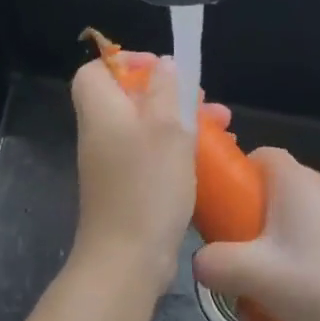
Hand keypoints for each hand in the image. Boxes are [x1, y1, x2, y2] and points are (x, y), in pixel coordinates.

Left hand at [69, 54, 194, 287]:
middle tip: (203, 100)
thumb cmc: (148, 186)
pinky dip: (178, 151)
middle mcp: (101, 134)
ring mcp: (113, 165)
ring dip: (182, 122)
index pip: (96, 71)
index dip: (127, 62)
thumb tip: (163, 65)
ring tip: (223, 125)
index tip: (164, 70)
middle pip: (128, 98)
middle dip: (170, 93)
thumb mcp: (165, 128)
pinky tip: (211, 157)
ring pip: (147, 128)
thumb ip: (165, 90)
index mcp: (101, 111)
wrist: (128, 258)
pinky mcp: (128, 189)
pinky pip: (151, 157)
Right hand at [192, 148, 319, 320]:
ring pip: (299, 212)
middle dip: (253, 212)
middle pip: (277, 186)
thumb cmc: (312, 282)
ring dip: (279, 235)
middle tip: (239, 248)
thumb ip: (213, 262)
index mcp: (295, 181)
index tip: (224, 209)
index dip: (237, 176)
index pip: (260, 154)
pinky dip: (305, 250)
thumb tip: (202, 261)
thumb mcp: (249, 274)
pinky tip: (300, 285)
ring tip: (268, 273)